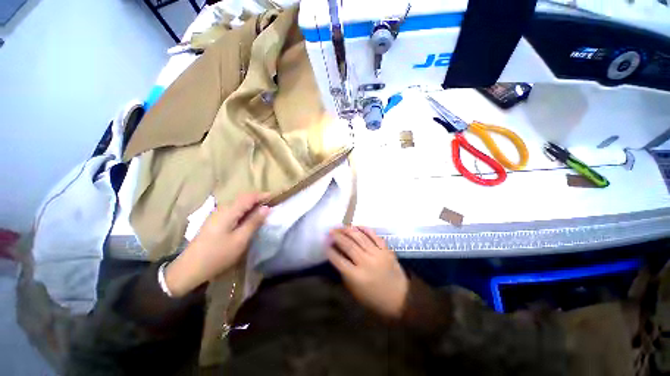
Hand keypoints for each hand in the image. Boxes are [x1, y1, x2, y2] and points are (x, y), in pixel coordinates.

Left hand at [165, 193, 269, 296]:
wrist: (190, 268)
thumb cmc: (218, 254)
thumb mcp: (240, 239)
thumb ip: (254, 222)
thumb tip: (266, 208)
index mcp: (229, 211)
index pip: (249, 197)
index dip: (263, 195)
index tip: (276, 198)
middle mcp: (222, 209)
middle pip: (243, 198)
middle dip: (258, 199)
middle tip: (271, 205)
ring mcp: (217, 214)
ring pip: (238, 204)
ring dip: (252, 205)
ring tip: (263, 212)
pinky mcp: (215, 221)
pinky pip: (234, 210)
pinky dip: (244, 211)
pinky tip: (249, 219)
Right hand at [327, 226, 408, 317]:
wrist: (401, 297)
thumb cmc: (375, 298)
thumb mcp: (355, 291)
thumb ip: (345, 273)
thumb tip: (337, 255)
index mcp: (357, 277)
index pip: (339, 260)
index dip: (330, 251)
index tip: (325, 244)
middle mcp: (366, 263)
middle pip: (348, 246)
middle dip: (337, 237)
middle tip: (330, 231)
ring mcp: (378, 254)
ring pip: (360, 238)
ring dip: (348, 230)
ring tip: (340, 227)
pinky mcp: (386, 249)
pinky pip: (374, 235)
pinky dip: (364, 229)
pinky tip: (356, 226)